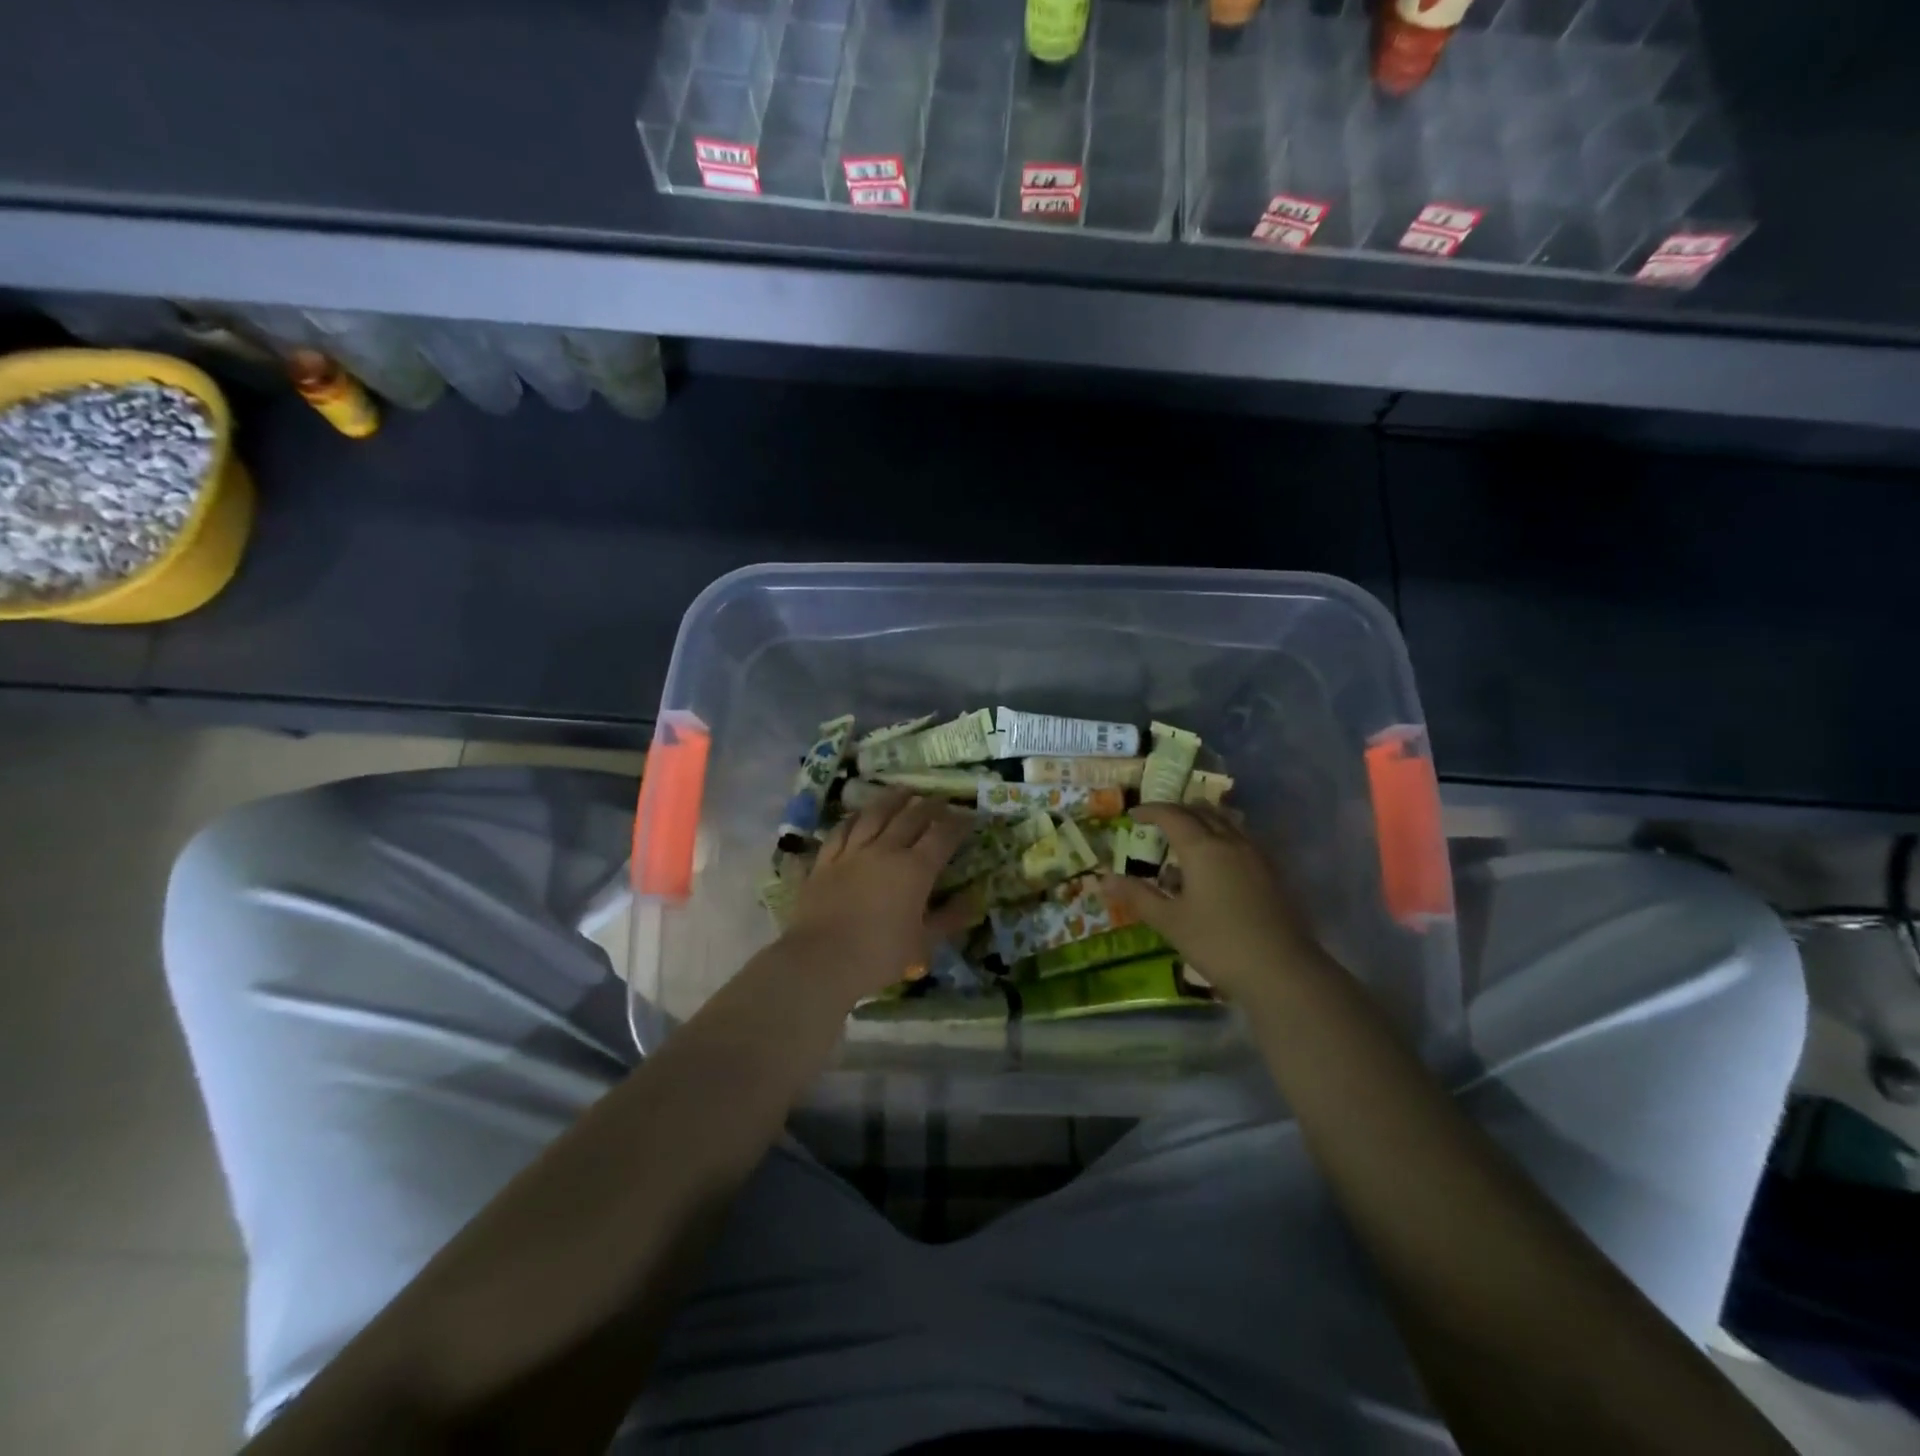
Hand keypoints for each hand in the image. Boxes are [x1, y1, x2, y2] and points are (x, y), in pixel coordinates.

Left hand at [783, 790, 977, 1002]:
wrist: (820, 960)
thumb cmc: (879, 955)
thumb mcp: (924, 943)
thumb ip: (950, 918)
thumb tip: (973, 899)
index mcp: (915, 869)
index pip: (943, 835)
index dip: (959, 822)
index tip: (969, 816)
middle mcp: (885, 850)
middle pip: (911, 817)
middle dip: (930, 805)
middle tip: (942, 799)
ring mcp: (852, 852)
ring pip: (875, 814)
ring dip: (893, 799)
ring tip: (905, 790)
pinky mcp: (825, 860)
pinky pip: (842, 830)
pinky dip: (854, 817)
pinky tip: (859, 813)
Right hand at [1100, 803, 1323, 1000]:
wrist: (1282, 971)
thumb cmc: (1218, 943)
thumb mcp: (1170, 922)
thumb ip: (1137, 896)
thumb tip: (1103, 879)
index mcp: (1202, 848)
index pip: (1172, 815)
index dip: (1151, 811)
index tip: (1133, 816)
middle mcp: (1230, 842)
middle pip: (1202, 812)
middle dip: (1177, 811)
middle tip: (1158, 822)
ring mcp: (1256, 856)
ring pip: (1227, 822)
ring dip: (1203, 820)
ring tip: (1188, 835)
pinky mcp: (1272, 873)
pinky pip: (1242, 839)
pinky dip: (1223, 837)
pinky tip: (1218, 862)